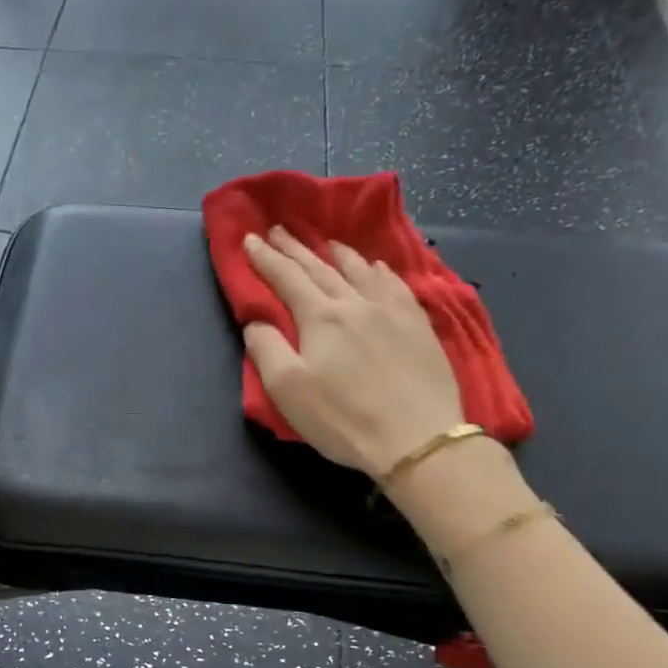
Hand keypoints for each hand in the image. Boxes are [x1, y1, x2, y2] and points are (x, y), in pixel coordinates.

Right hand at [243, 227, 463, 478]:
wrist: (417, 438)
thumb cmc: (343, 418)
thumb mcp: (288, 390)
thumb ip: (266, 349)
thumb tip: (257, 321)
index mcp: (320, 317)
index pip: (286, 278)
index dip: (265, 258)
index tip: (248, 238)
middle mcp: (355, 303)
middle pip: (320, 268)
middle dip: (295, 248)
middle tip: (278, 228)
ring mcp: (391, 311)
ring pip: (360, 270)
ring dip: (337, 253)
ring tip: (326, 241)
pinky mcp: (418, 325)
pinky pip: (394, 284)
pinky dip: (379, 270)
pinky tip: (377, 266)